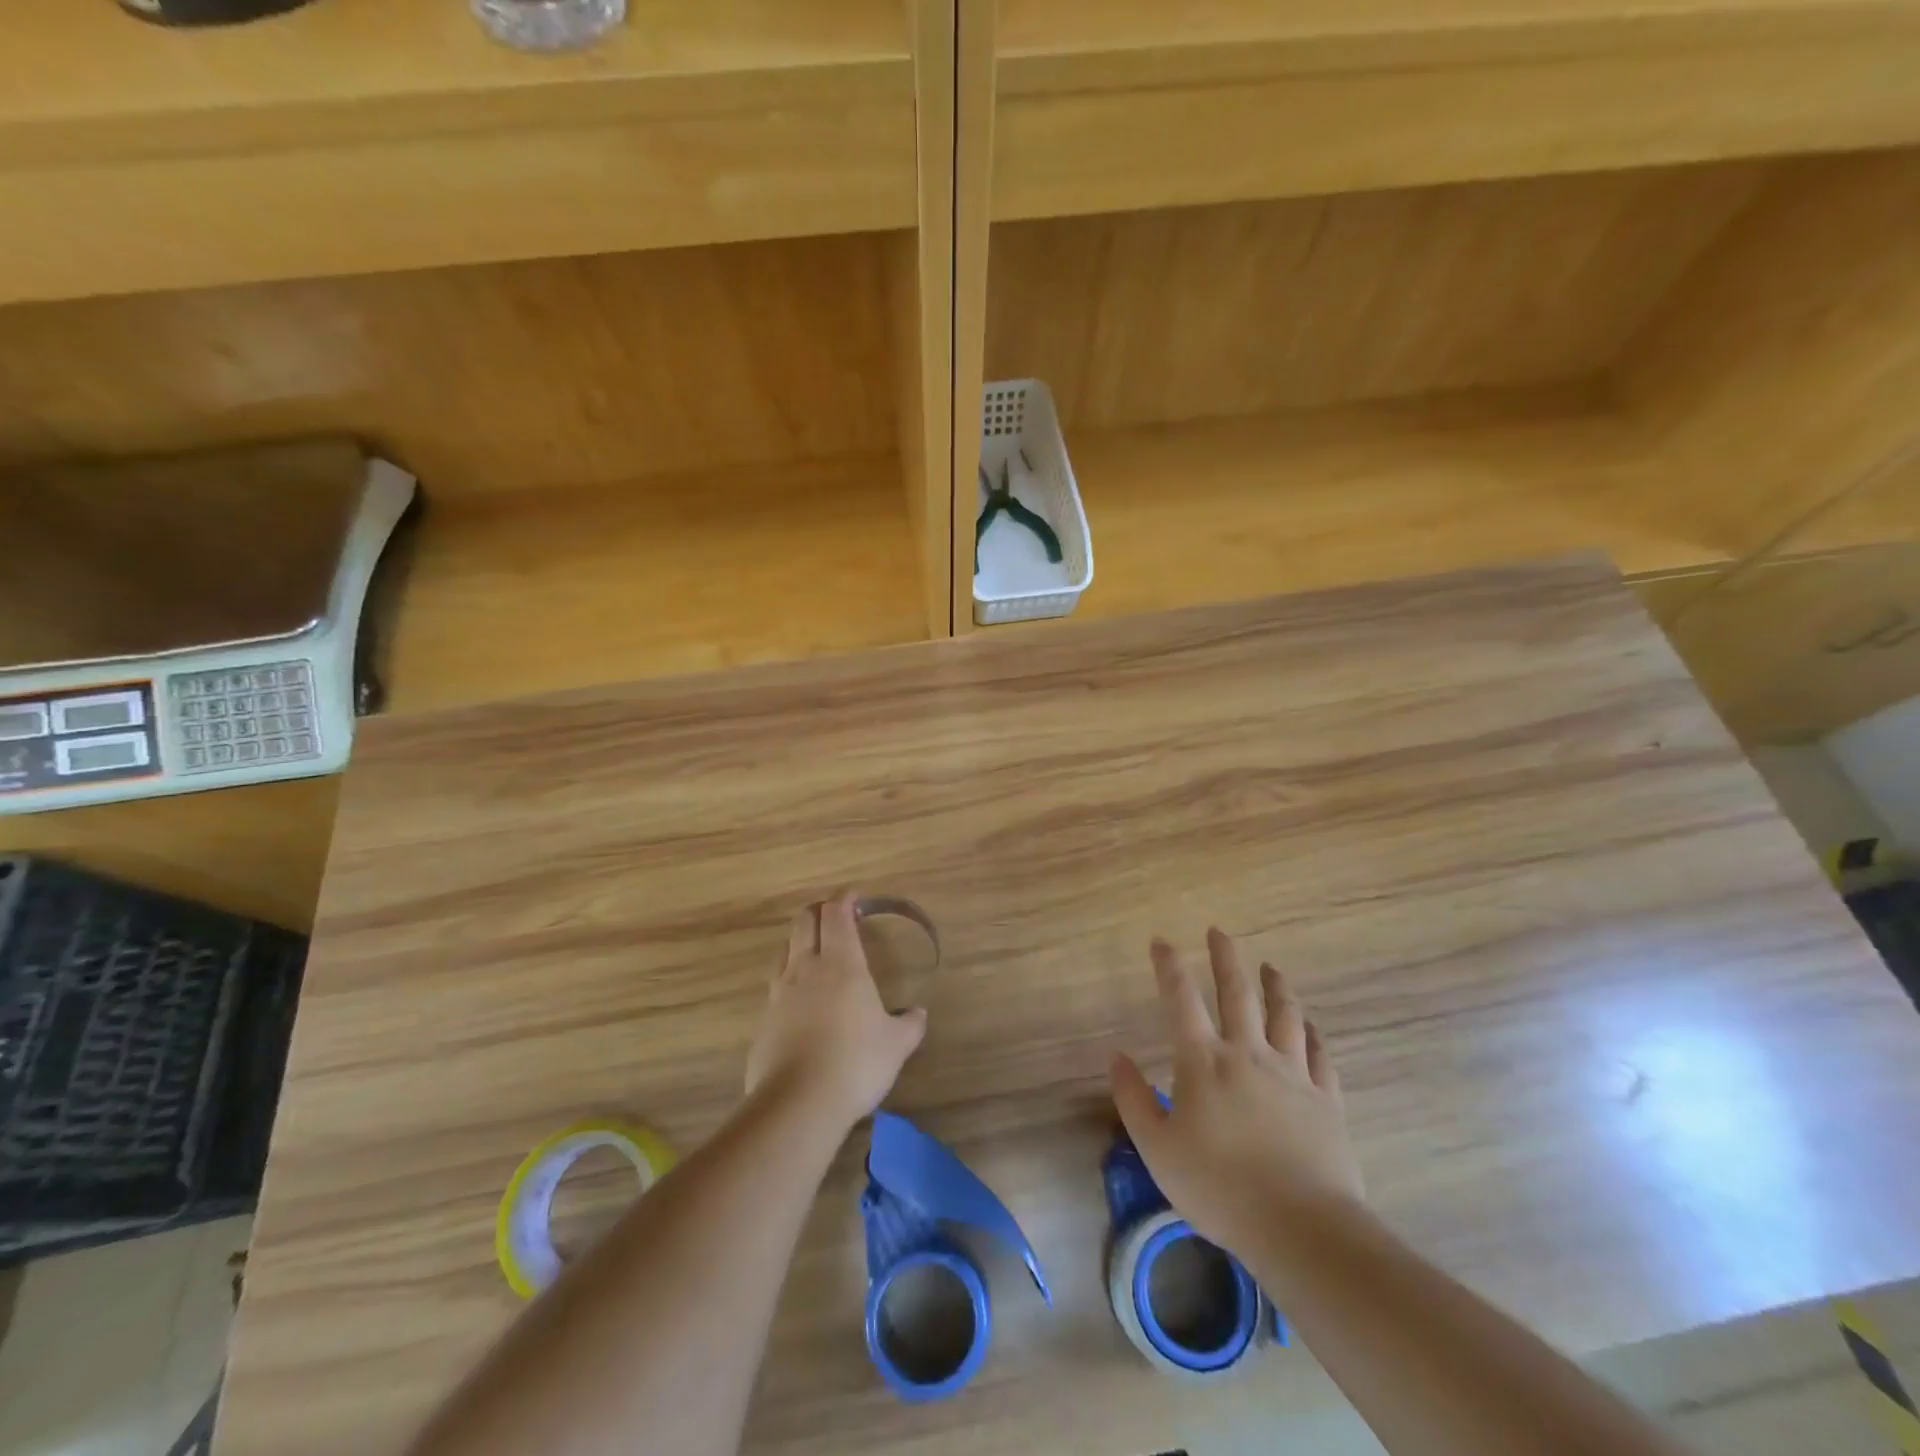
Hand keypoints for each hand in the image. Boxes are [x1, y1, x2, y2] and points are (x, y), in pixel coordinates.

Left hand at [745, 892, 927, 1132]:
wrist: (798, 1103)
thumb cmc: (856, 1063)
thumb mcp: (896, 1045)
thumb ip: (910, 1024)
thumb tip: (918, 1013)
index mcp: (842, 964)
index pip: (837, 914)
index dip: (845, 900)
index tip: (855, 898)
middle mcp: (806, 968)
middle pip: (804, 920)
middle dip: (820, 911)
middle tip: (836, 918)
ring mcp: (780, 992)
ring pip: (786, 949)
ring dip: (801, 941)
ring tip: (817, 953)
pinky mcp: (764, 1019)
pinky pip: (776, 984)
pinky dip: (790, 978)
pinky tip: (802, 1000)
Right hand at [1112, 928, 1363, 1259]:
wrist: (1301, 1226)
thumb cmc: (1219, 1187)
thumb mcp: (1158, 1149)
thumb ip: (1134, 1099)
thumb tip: (1118, 1057)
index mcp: (1204, 1062)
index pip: (1181, 1000)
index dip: (1169, 966)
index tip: (1161, 941)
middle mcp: (1248, 1054)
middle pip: (1238, 993)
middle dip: (1226, 958)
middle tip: (1220, 931)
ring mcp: (1292, 1073)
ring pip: (1285, 1015)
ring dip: (1276, 986)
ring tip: (1270, 967)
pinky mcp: (1325, 1099)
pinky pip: (1319, 1054)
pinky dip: (1312, 1033)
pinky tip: (1310, 1025)